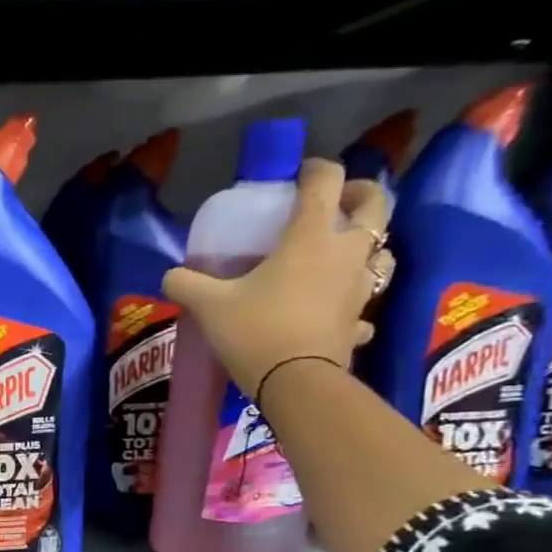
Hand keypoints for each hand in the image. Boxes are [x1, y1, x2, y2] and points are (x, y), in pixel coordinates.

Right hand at [161, 158, 391, 396]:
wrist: (296, 382)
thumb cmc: (256, 330)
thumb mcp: (209, 306)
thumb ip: (186, 284)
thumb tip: (170, 276)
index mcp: (311, 235)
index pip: (325, 180)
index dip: (313, 169)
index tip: (296, 176)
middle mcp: (345, 251)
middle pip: (375, 204)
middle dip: (358, 195)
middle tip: (333, 204)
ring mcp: (360, 286)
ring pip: (381, 251)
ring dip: (366, 245)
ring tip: (337, 255)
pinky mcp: (359, 320)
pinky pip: (365, 303)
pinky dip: (354, 300)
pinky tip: (335, 310)